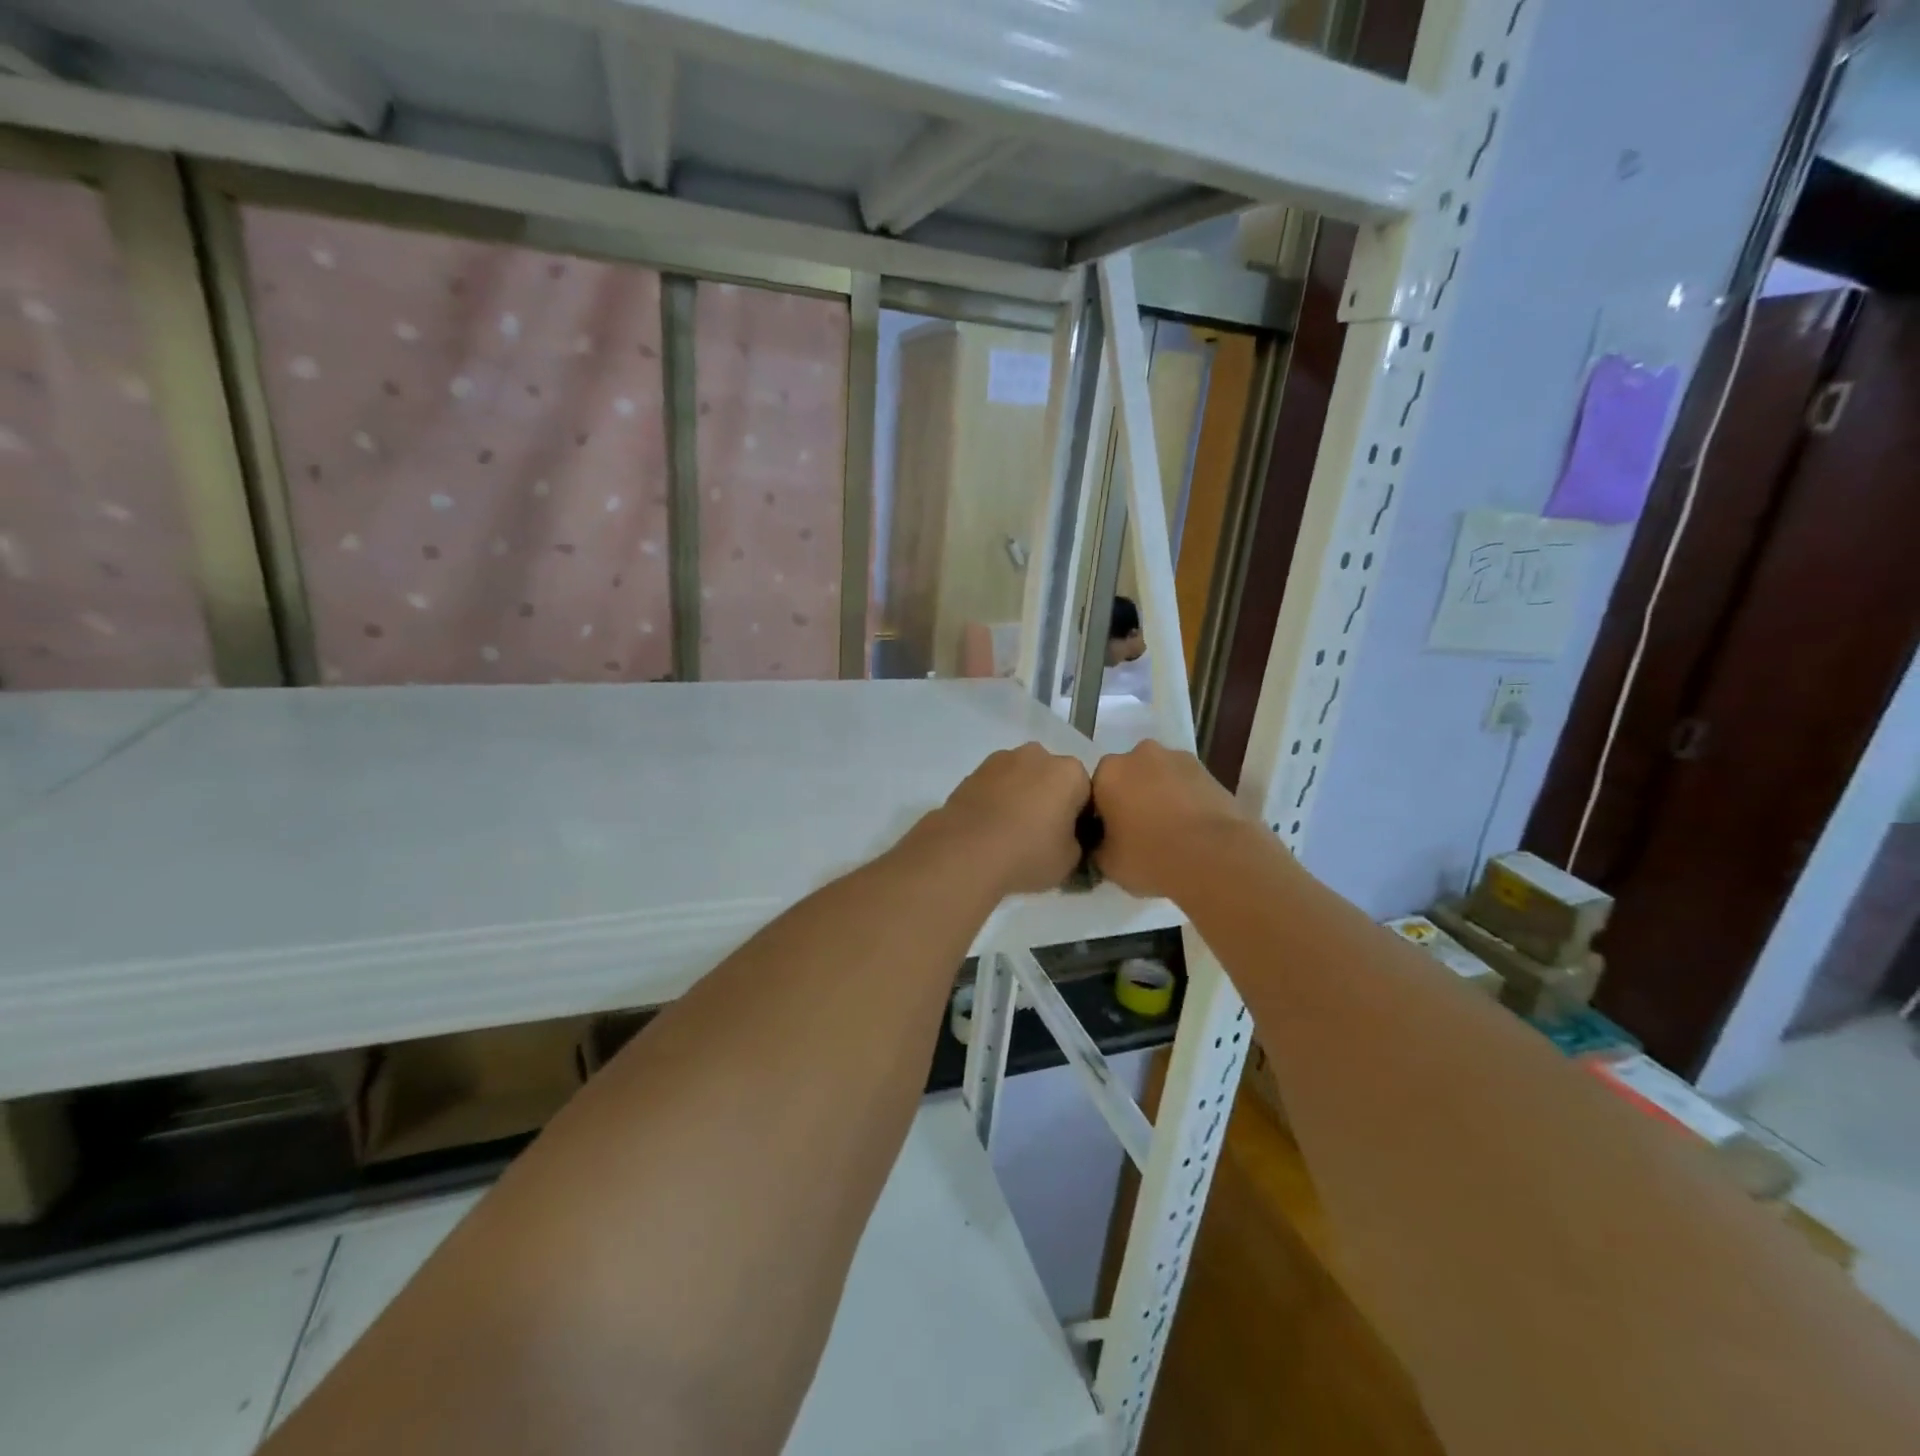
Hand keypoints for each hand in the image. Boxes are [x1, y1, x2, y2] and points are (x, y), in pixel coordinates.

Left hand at [929, 744, 1091, 895]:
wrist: (966, 850)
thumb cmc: (1029, 852)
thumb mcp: (1070, 860)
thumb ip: (1076, 843)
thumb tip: (1066, 839)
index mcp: (1069, 772)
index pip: (1085, 793)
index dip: (1079, 818)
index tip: (1068, 840)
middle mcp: (1037, 755)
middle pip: (1051, 779)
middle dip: (1049, 800)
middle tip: (1040, 836)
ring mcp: (1001, 759)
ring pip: (1021, 779)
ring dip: (1021, 798)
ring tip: (1010, 833)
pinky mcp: (973, 772)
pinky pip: (995, 786)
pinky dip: (996, 801)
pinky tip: (989, 828)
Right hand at [1091, 741, 1252, 898]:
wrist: (1214, 857)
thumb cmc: (1150, 856)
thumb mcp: (1107, 864)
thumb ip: (1098, 847)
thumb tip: (1102, 845)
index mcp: (1108, 771)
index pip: (1096, 791)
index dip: (1102, 815)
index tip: (1110, 837)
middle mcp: (1139, 754)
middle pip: (1128, 777)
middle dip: (1131, 798)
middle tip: (1139, 833)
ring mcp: (1178, 758)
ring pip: (1159, 778)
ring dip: (1159, 796)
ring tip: (1170, 832)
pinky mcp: (1209, 771)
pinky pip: (1186, 785)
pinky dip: (1185, 800)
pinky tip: (1191, 829)